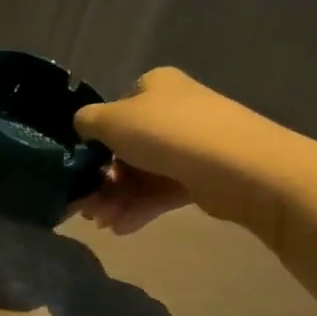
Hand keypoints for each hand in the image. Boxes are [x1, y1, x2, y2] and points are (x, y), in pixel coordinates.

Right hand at [73, 67, 310, 239]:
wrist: (236, 165)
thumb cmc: (166, 133)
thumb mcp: (112, 120)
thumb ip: (87, 122)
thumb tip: (83, 127)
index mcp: (154, 87)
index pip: (116, 112)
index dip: (95, 140)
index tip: (81, 168)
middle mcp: (173, 111)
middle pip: (126, 149)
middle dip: (102, 180)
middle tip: (86, 207)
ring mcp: (190, 145)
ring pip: (142, 174)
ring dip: (117, 200)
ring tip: (103, 223)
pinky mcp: (202, 177)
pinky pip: (161, 192)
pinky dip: (139, 209)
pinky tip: (122, 228)